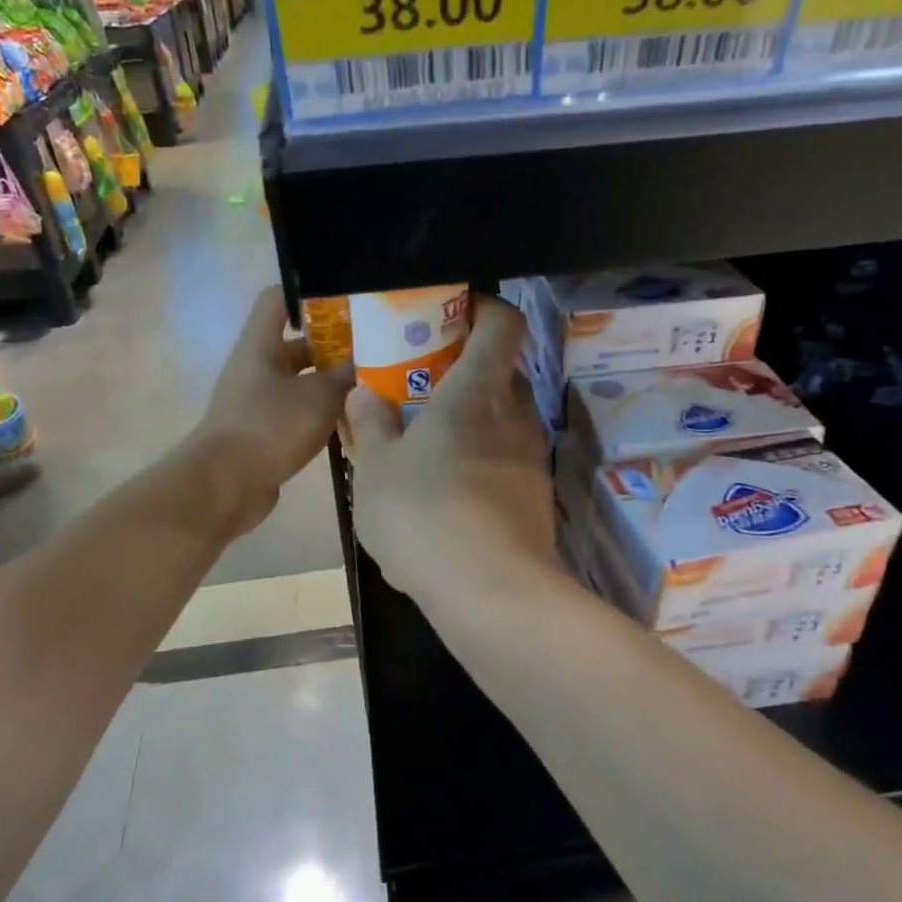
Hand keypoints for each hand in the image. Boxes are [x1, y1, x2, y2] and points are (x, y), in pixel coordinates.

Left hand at [192, 286, 352, 534]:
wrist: (226, 484)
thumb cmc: (271, 426)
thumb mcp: (319, 396)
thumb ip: (344, 375)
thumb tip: (364, 361)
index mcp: (260, 344)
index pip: (278, 299)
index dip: (309, 295)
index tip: (346, 304)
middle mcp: (256, 367)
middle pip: (297, 343)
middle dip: (334, 346)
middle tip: (374, 349)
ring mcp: (257, 401)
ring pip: (300, 381)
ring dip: (331, 383)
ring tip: (372, 385)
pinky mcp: (263, 431)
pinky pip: (296, 412)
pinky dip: (320, 413)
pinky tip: (352, 422)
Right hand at [345, 296, 556, 607]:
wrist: (489, 593)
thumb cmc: (423, 514)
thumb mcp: (375, 469)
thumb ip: (371, 424)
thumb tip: (366, 393)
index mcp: (477, 392)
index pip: (502, 324)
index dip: (483, 308)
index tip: (452, 313)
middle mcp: (514, 416)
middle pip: (502, 372)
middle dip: (468, 370)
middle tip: (425, 386)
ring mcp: (530, 459)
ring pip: (504, 421)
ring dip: (473, 421)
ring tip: (430, 446)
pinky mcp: (535, 498)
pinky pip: (506, 462)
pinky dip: (481, 462)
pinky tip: (448, 497)